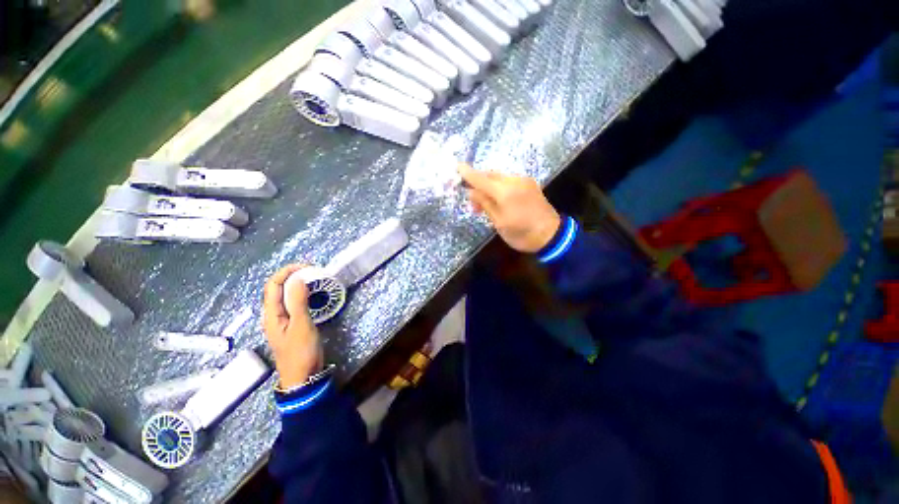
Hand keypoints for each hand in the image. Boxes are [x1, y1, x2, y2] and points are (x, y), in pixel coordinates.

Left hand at [262, 265, 324, 388]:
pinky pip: (294, 304)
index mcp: (271, 314)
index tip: (306, 267)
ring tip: (315, 280)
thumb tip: (298, 279)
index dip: (287, 272)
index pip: (273, 285)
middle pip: (278, 289)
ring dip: (298, 285)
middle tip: (313, 272)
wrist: (303, 377)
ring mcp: (282, 321)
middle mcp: (273, 315)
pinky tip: (313, 296)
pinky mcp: (292, 325)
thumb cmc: (301, 352)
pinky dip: (302, 295)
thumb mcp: (301, 326)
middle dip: (293, 276)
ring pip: (286, 296)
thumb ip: (298, 302)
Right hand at [459, 164, 561, 252]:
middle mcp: (515, 181)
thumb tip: (471, 192)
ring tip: (485, 204)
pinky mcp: (530, 184)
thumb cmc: (522, 234)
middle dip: (479, 184)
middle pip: (490, 175)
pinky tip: (499, 199)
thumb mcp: (499, 222)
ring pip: (500, 177)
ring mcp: (524, 181)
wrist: (552, 235)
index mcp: (505, 192)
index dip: (468, 174)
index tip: (457, 166)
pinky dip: (499, 187)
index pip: (481, 179)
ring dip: (489, 186)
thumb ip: (485, 204)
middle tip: (473, 203)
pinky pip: (509, 181)